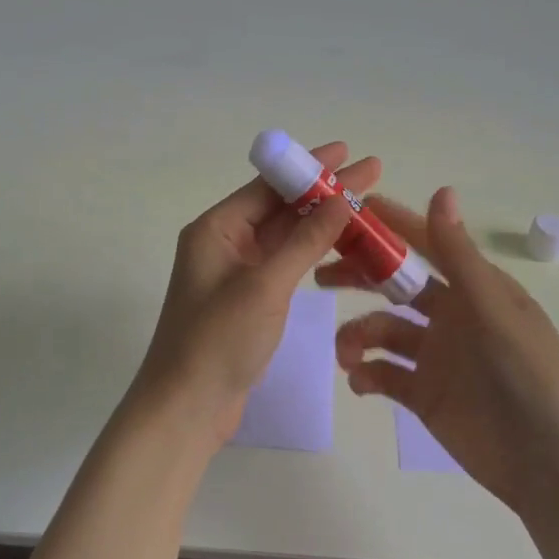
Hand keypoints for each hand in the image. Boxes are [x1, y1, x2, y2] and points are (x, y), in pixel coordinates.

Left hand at [133, 142, 380, 445]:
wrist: (187, 407)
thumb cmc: (218, 340)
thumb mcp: (265, 285)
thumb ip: (305, 240)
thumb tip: (341, 198)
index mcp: (216, 229)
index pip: (268, 186)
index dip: (309, 167)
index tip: (347, 151)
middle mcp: (224, 243)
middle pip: (280, 207)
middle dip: (324, 192)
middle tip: (371, 173)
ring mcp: (237, 272)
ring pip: (286, 236)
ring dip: (323, 222)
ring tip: (366, 206)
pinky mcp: (249, 298)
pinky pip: (286, 263)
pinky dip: (313, 253)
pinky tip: (343, 246)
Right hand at [316, 187, 558, 517]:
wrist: (549, 465)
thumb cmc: (528, 376)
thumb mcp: (493, 310)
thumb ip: (458, 255)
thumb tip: (441, 189)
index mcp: (474, 288)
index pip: (427, 245)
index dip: (391, 226)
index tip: (350, 211)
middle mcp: (452, 316)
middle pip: (395, 285)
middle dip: (360, 277)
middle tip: (322, 277)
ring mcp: (436, 357)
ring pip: (383, 332)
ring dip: (358, 335)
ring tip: (347, 354)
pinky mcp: (424, 394)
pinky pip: (384, 375)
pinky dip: (366, 374)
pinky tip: (360, 381)